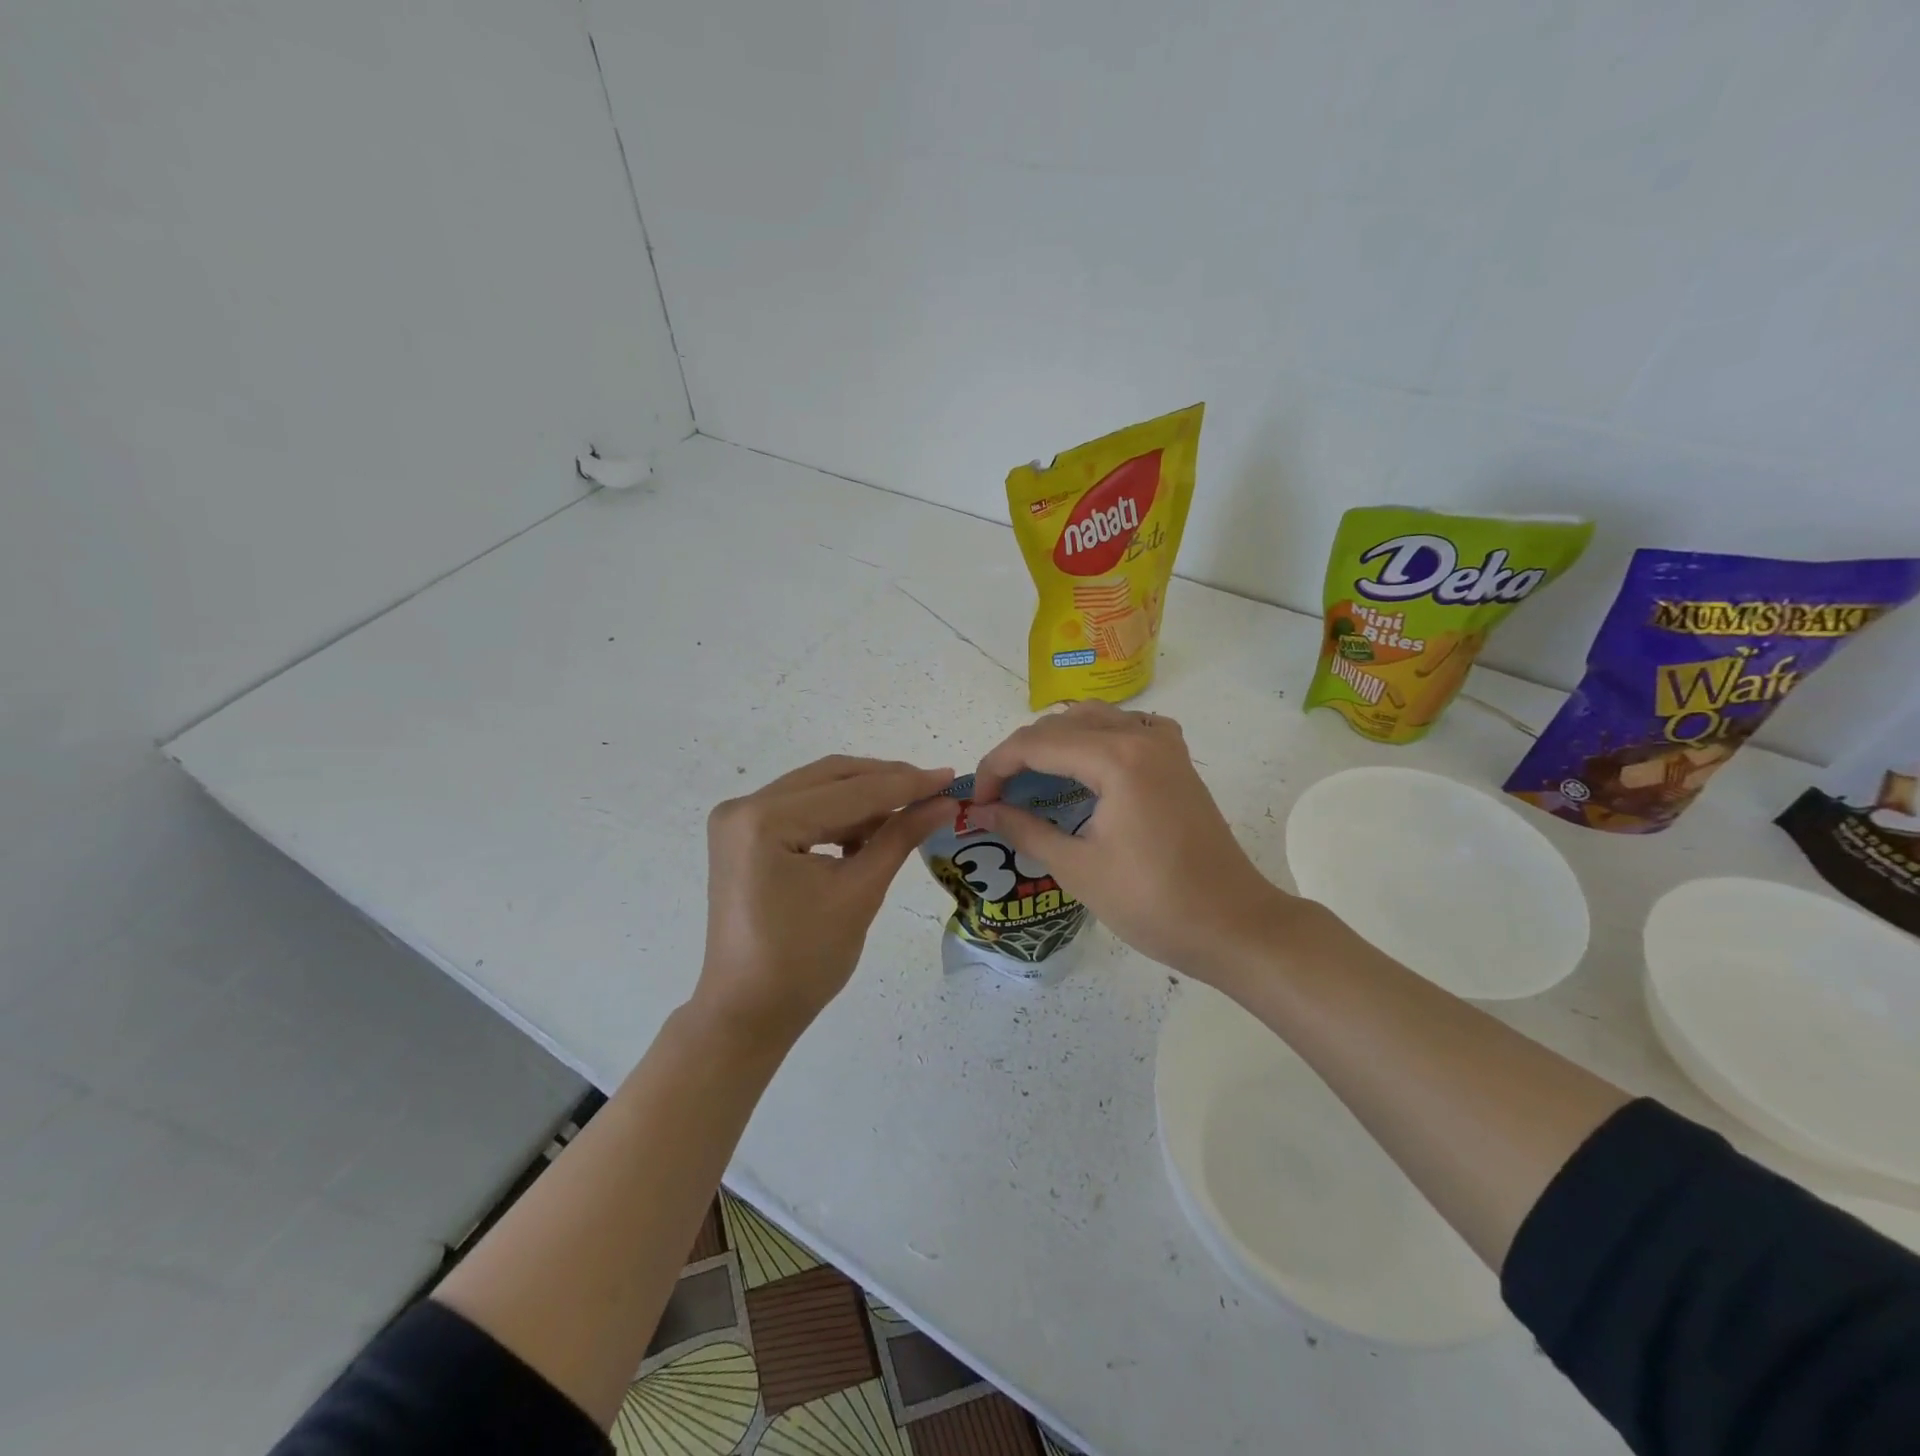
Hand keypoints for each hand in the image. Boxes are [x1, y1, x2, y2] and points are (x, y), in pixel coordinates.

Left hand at [695, 756, 954, 1044]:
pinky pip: (801, 809)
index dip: (905, 783)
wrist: (748, 1012)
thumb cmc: (805, 961)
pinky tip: (870, 829)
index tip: (950, 778)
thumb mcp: (860, 892)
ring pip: (817, 789)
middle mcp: (744, 807)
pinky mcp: (742, 835)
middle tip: (933, 788)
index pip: (850, 791)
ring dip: (863, 797)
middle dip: (885, 781)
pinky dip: (837, 815)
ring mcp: (738, 820)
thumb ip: (901, 836)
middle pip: (830, 778)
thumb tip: (944, 802)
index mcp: (764, 820)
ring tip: (909, 810)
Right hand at [969, 702, 1298, 983]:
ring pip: (1092, 719)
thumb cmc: (1153, 903)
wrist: (1233, 925)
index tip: (977, 802)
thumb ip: (1024, 829)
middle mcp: (1140, 736)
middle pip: (1060, 725)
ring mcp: (1164, 744)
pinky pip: (1126, 729)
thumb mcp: (1077, 868)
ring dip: (1055, 743)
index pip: (1035, 744)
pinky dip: (1095, 740)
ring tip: (1032, 782)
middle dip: (1020, 755)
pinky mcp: (1177, 760)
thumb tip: (980, 812)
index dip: (995, 768)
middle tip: (999, 797)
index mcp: (1116, 758)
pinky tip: (1086, 770)